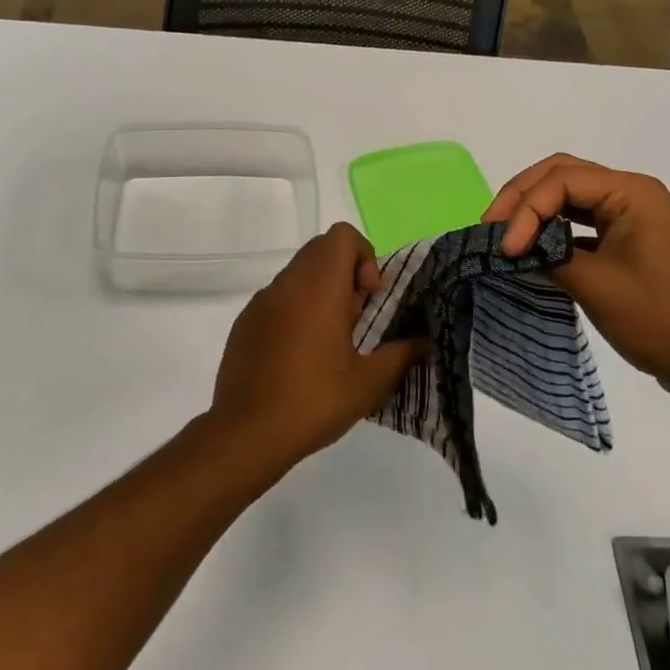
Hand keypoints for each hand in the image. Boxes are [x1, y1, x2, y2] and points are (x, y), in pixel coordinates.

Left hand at [208, 222, 424, 470]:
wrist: (246, 433)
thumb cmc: (313, 401)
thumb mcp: (368, 384)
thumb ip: (400, 355)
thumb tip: (424, 343)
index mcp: (320, 286)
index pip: (343, 236)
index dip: (364, 256)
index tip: (369, 296)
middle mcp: (289, 283)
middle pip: (322, 249)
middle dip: (346, 272)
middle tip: (356, 317)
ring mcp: (262, 300)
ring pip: (299, 272)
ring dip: (321, 291)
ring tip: (331, 341)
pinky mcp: (246, 321)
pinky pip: (278, 297)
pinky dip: (296, 309)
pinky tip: (299, 355)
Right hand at [483, 154, 669, 403]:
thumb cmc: (658, 319)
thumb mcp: (596, 284)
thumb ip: (549, 254)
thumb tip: (510, 247)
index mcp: (632, 191)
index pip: (562, 180)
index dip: (526, 209)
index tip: (505, 248)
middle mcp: (630, 192)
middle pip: (561, 175)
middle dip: (522, 197)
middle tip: (490, 225)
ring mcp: (629, 214)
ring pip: (567, 194)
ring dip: (533, 210)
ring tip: (502, 233)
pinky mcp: (624, 237)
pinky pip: (578, 218)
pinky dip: (550, 227)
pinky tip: (530, 246)